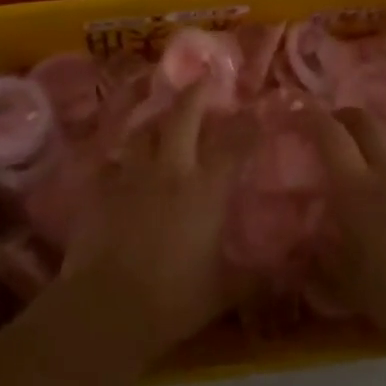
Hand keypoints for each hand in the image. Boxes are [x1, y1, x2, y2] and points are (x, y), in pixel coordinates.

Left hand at [63, 87, 238, 359]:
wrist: (106, 307)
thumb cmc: (172, 301)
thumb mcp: (224, 293)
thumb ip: (254, 279)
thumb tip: (288, 275)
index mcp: (204, 191)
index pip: (233, 145)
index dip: (247, 124)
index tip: (256, 110)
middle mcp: (169, 171)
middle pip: (182, 117)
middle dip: (195, 94)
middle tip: (204, 78)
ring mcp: (130, 176)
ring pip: (143, 130)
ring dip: (156, 118)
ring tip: (162, 113)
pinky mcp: (98, 188)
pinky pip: (111, 160)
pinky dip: (121, 155)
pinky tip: (122, 159)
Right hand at [301, 108, 385, 348]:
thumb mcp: (350, 287)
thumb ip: (323, 262)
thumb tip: (305, 249)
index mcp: (357, 190)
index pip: (331, 136)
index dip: (312, 117)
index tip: (298, 110)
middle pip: (365, 123)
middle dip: (345, 117)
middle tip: (332, 127)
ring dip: (376, 154)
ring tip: (370, 181)